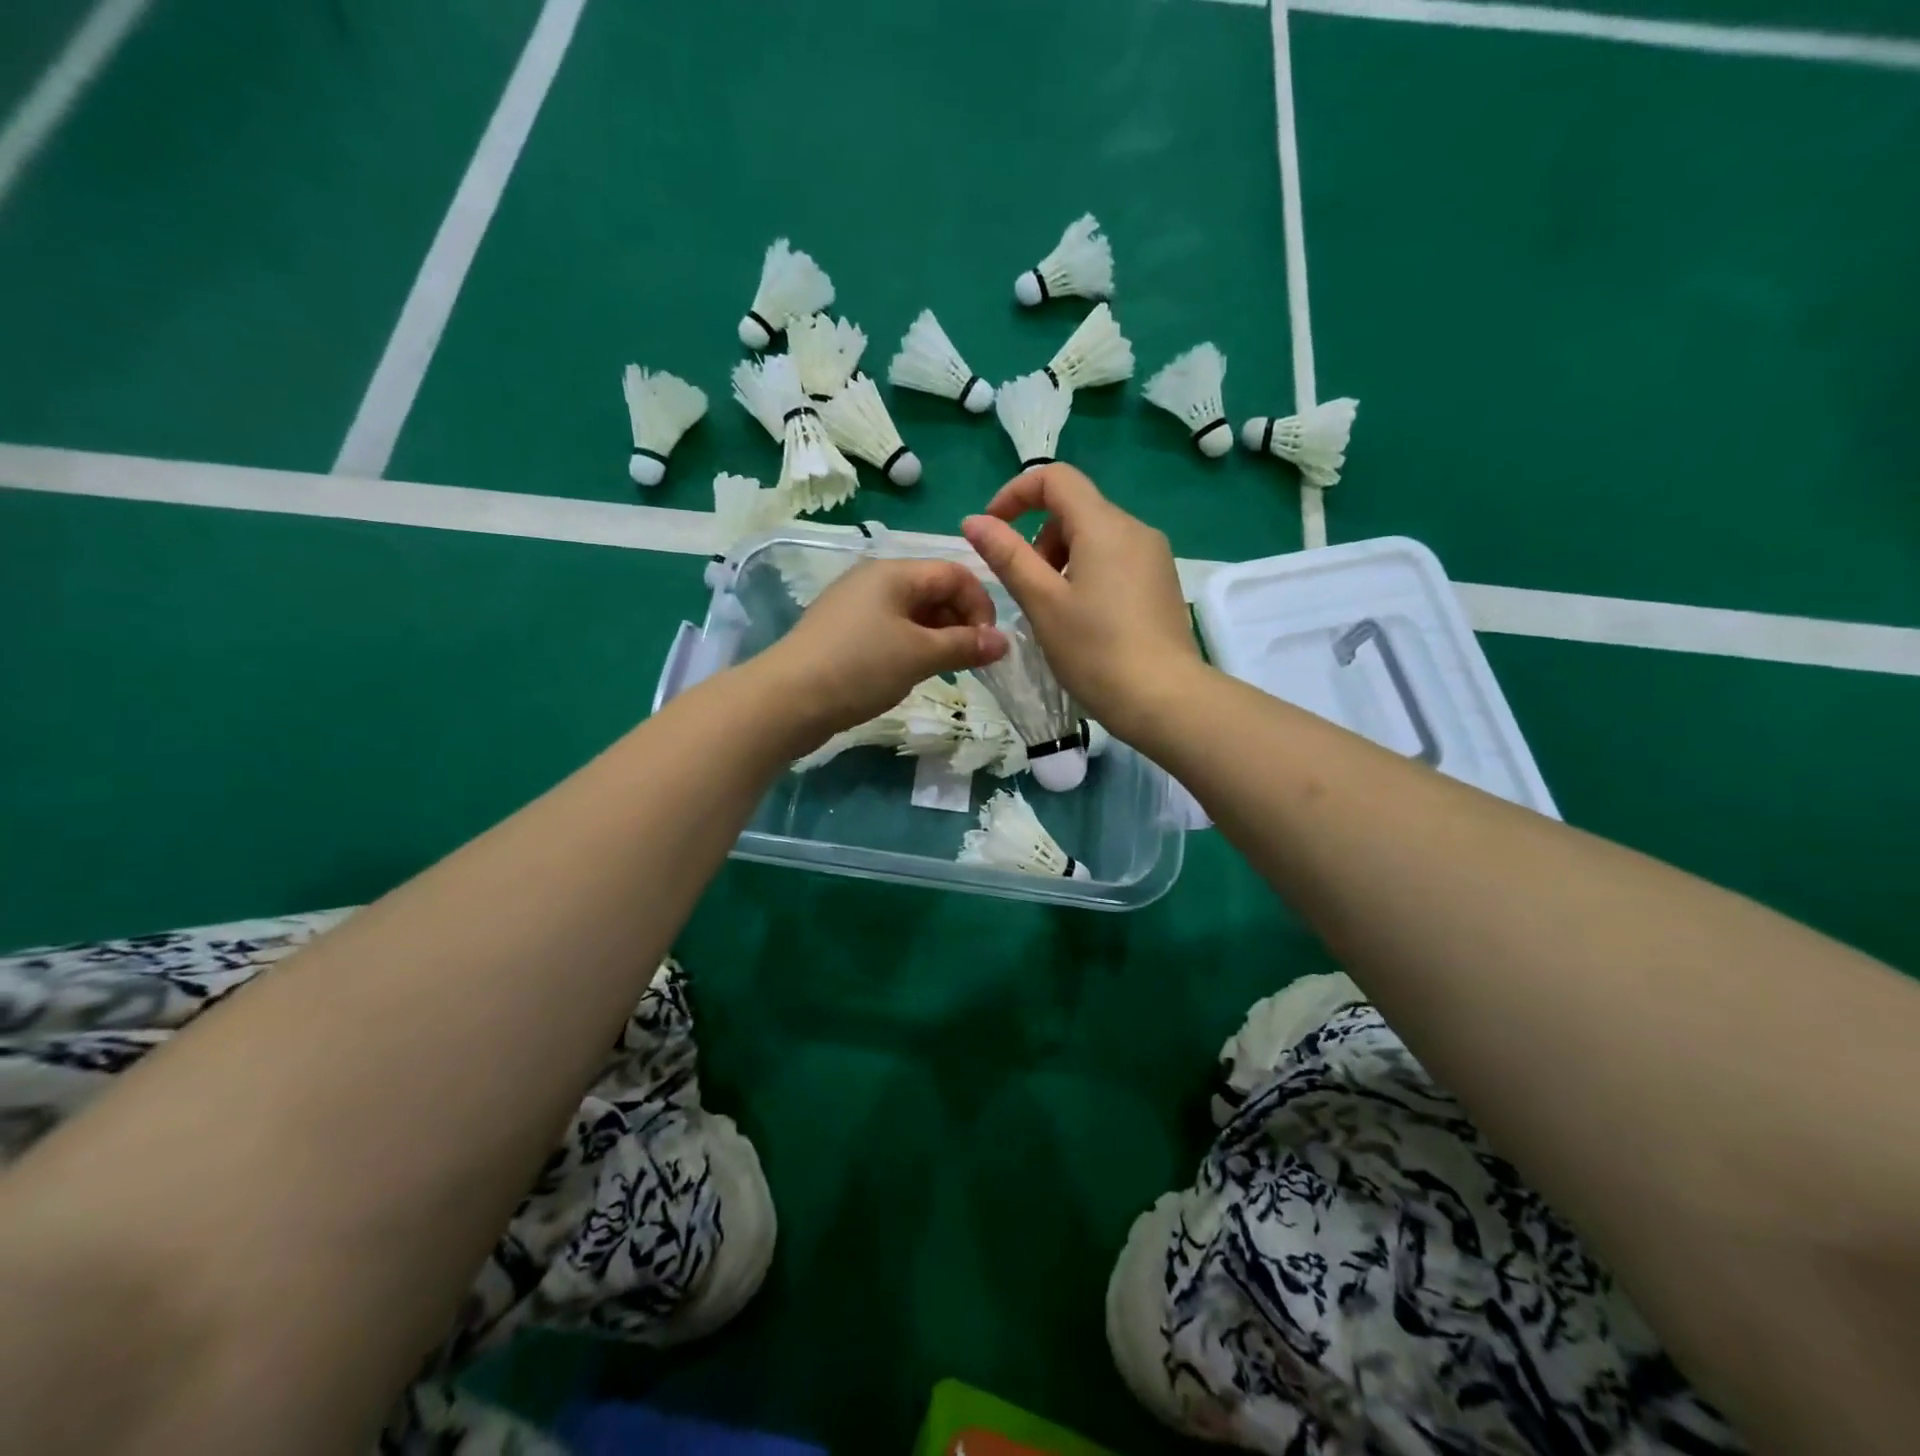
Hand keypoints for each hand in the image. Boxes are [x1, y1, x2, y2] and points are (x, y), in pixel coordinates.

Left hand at [753, 557, 1008, 739]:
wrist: (787, 700)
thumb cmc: (860, 667)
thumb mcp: (920, 654)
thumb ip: (965, 645)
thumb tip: (1003, 642)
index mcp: (894, 572)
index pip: (954, 573)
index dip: (980, 605)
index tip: (988, 644)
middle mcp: (874, 580)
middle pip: (933, 590)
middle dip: (960, 622)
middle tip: (970, 661)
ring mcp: (854, 607)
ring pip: (912, 613)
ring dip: (937, 637)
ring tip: (945, 670)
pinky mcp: (842, 634)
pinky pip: (890, 631)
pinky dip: (911, 647)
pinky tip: (911, 673)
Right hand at [962, 465, 1200, 735]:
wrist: (1164, 699)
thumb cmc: (1095, 651)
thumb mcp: (1042, 602)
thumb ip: (1007, 556)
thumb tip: (974, 521)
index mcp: (1104, 525)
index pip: (1055, 478)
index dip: (1015, 495)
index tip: (992, 530)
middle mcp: (1135, 529)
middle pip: (1075, 509)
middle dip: (1039, 538)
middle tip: (1027, 588)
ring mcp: (1154, 556)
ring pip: (1096, 537)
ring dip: (1062, 559)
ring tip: (1053, 610)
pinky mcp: (1162, 583)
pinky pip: (1116, 560)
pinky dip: (1088, 573)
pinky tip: (1084, 620)